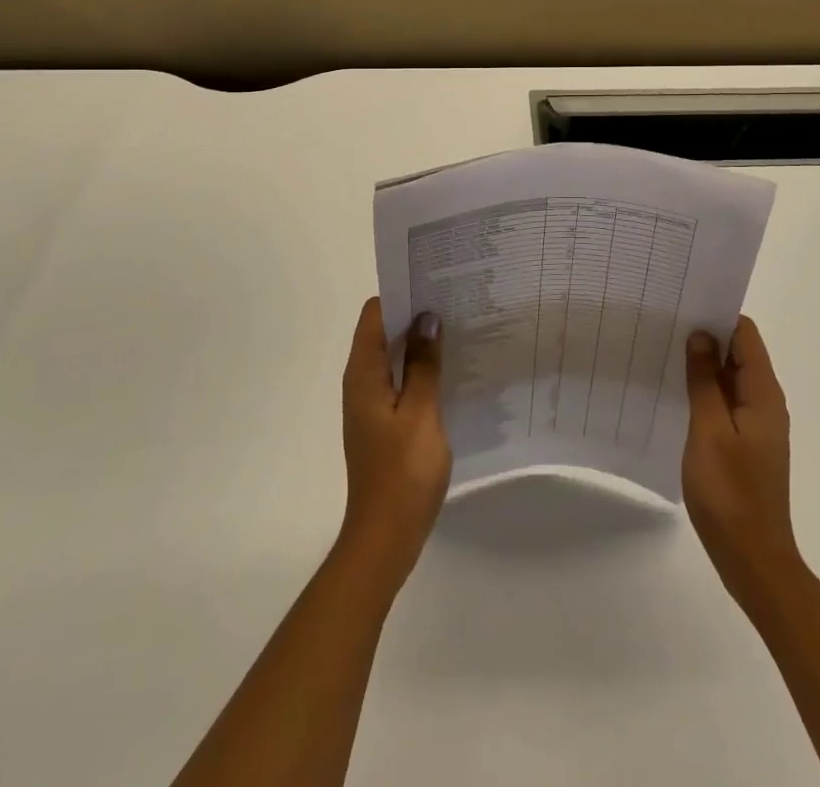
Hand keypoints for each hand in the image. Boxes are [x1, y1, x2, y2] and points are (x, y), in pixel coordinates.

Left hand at [337, 297, 451, 592]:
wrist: (386, 537)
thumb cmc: (403, 471)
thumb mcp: (420, 411)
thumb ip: (423, 363)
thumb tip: (427, 318)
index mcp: (363, 373)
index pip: (375, 313)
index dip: (402, 294)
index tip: (434, 282)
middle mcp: (361, 382)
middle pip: (383, 332)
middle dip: (415, 314)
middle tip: (454, 301)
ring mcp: (371, 403)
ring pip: (393, 356)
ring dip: (419, 342)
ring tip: (458, 328)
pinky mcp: (383, 422)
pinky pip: (400, 380)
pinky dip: (419, 368)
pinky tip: (450, 370)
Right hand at [683, 318, 803, 606]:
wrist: (753, 559)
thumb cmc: (730, 493)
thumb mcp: (709, 431)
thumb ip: (705, 381)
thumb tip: (701, 336)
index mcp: (763, 394)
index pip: (745, 334)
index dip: (718, 315)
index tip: (683, 305)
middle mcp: (766, 402)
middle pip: (739, 352)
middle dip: (707, 336)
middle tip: (665, 324)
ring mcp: (757, 424)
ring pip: (731, 378)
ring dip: (704, 364)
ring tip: (665, 351)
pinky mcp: (746, 443)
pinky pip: (727, 402)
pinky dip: (706, 390)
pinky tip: (677, 392)